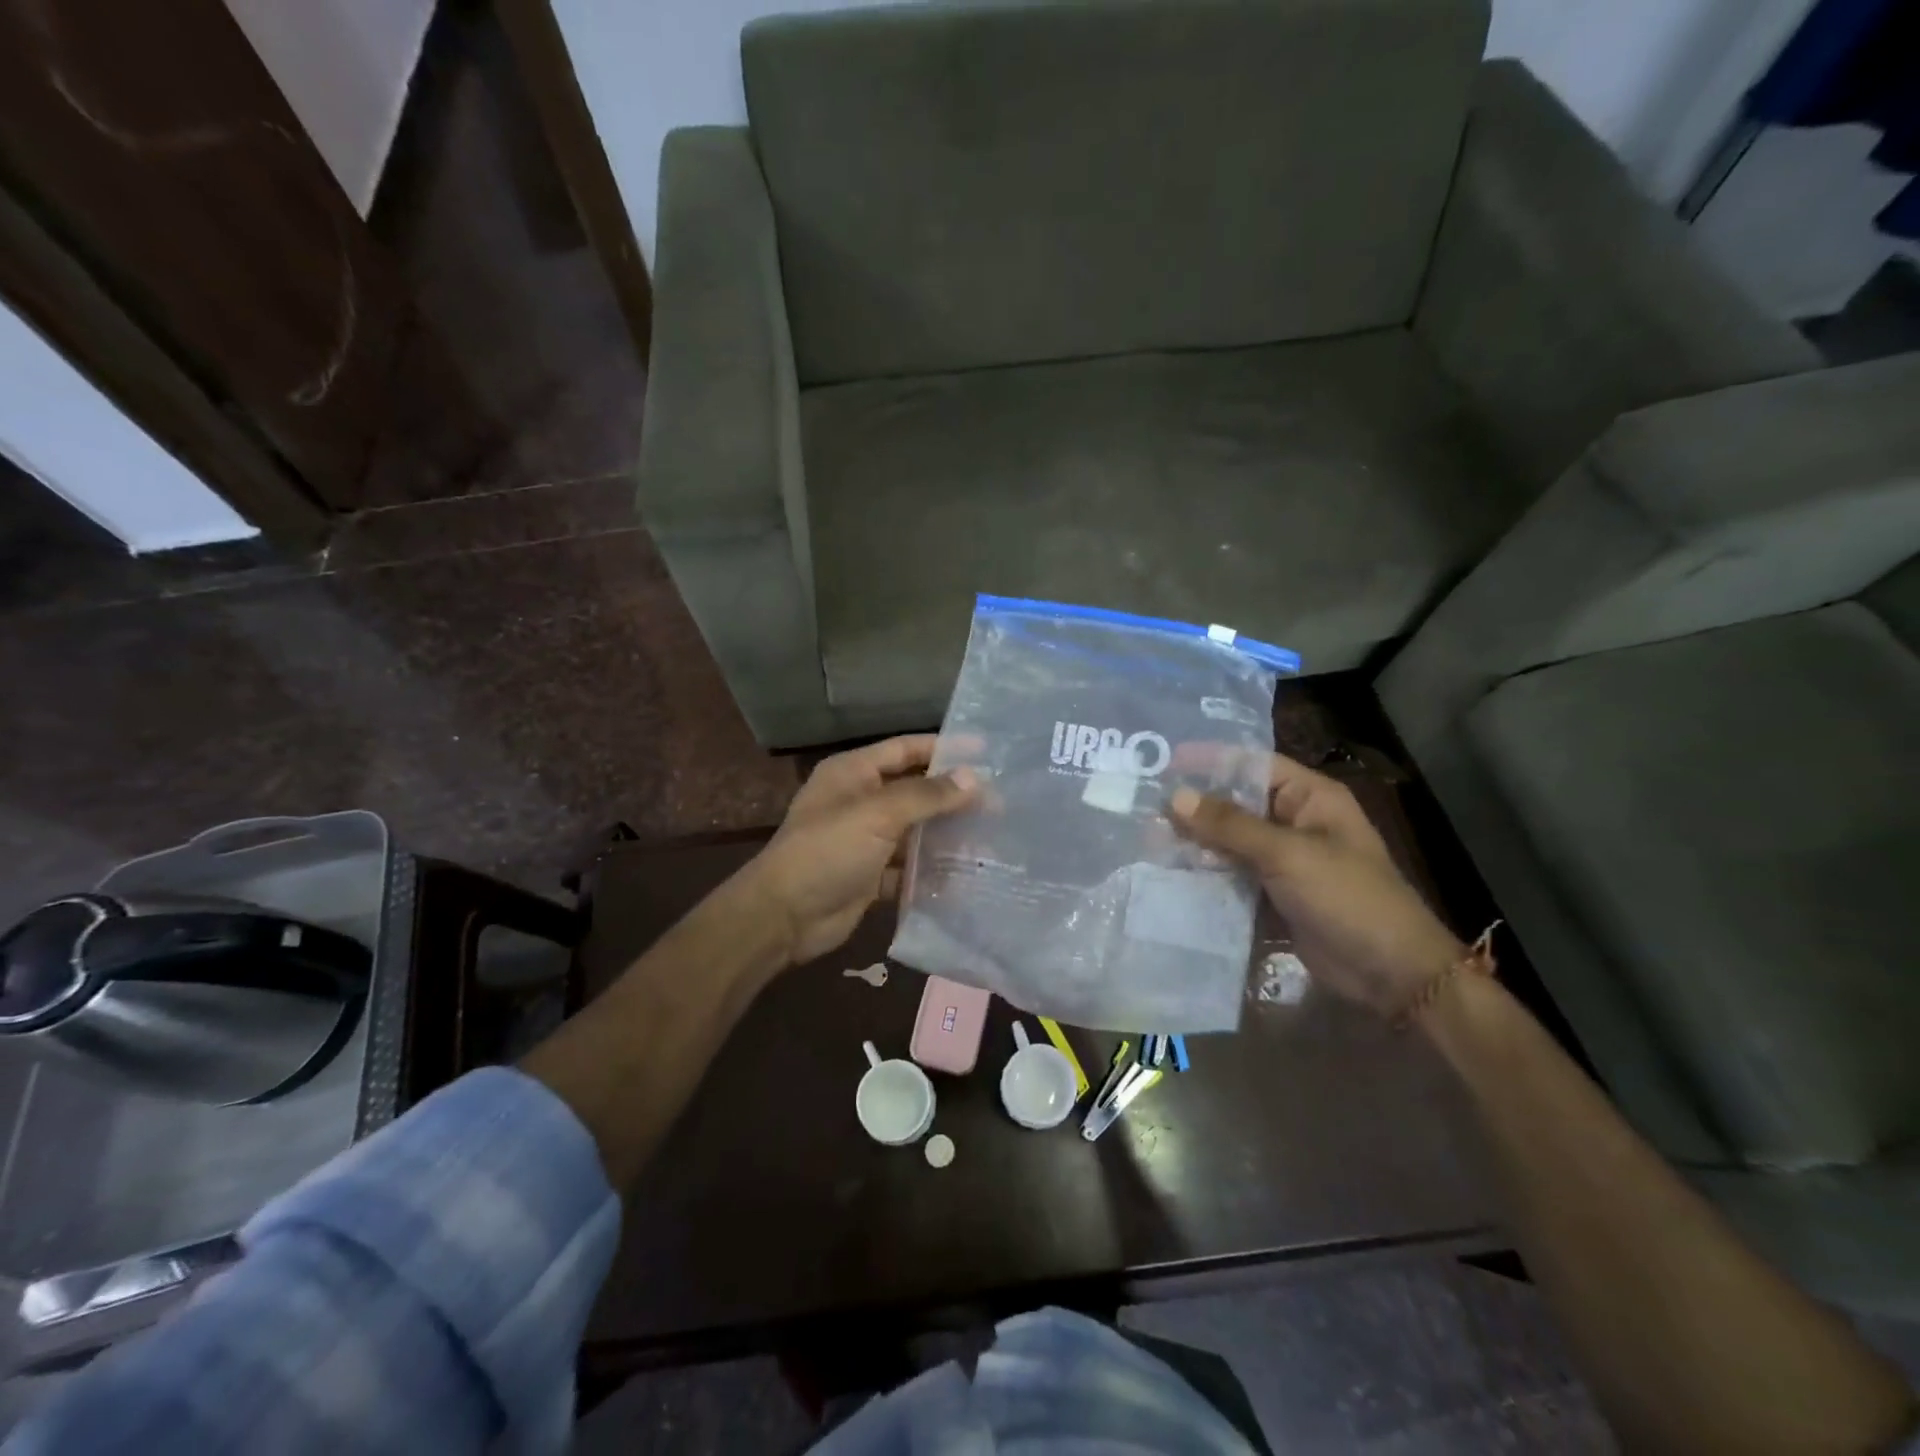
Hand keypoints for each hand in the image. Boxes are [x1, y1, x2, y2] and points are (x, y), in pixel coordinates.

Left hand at [743, 736, 978, 965]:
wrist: (784, 917)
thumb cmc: (828, 851)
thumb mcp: (878, 814)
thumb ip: (927, 795)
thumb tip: (974, 778)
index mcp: (854, 773)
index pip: (906, 749)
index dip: (944, 748)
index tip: (986, 751)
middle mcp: (860, 801)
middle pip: (915, 791)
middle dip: (953, 797)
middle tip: (1000, 803)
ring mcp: (865, 840)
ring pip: (915, 832)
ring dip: (947, 836)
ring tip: (993, 839)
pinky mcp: (871, 876)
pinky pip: (909, 868)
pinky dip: (932, 872)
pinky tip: (966, 876)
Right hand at [1168, 754, 1463, 1016]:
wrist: (1390, 973)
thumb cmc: (1347, 898)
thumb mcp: (1287, 854)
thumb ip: (1229, 825)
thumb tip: (1174, 797)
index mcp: (1310, 797)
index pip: (1252, 764)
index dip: (1210, 760)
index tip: (1164, 762)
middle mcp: (1294, 821)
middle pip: (1235, 803)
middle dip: (1194, 806)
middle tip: (1144, 806)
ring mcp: (1283, 860)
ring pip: (1229, 841)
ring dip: (1194, 842)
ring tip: (1147, 839)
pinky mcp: (1272, 894)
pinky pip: (1232, 874)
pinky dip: (1205, 873)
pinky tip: (1169, 873)